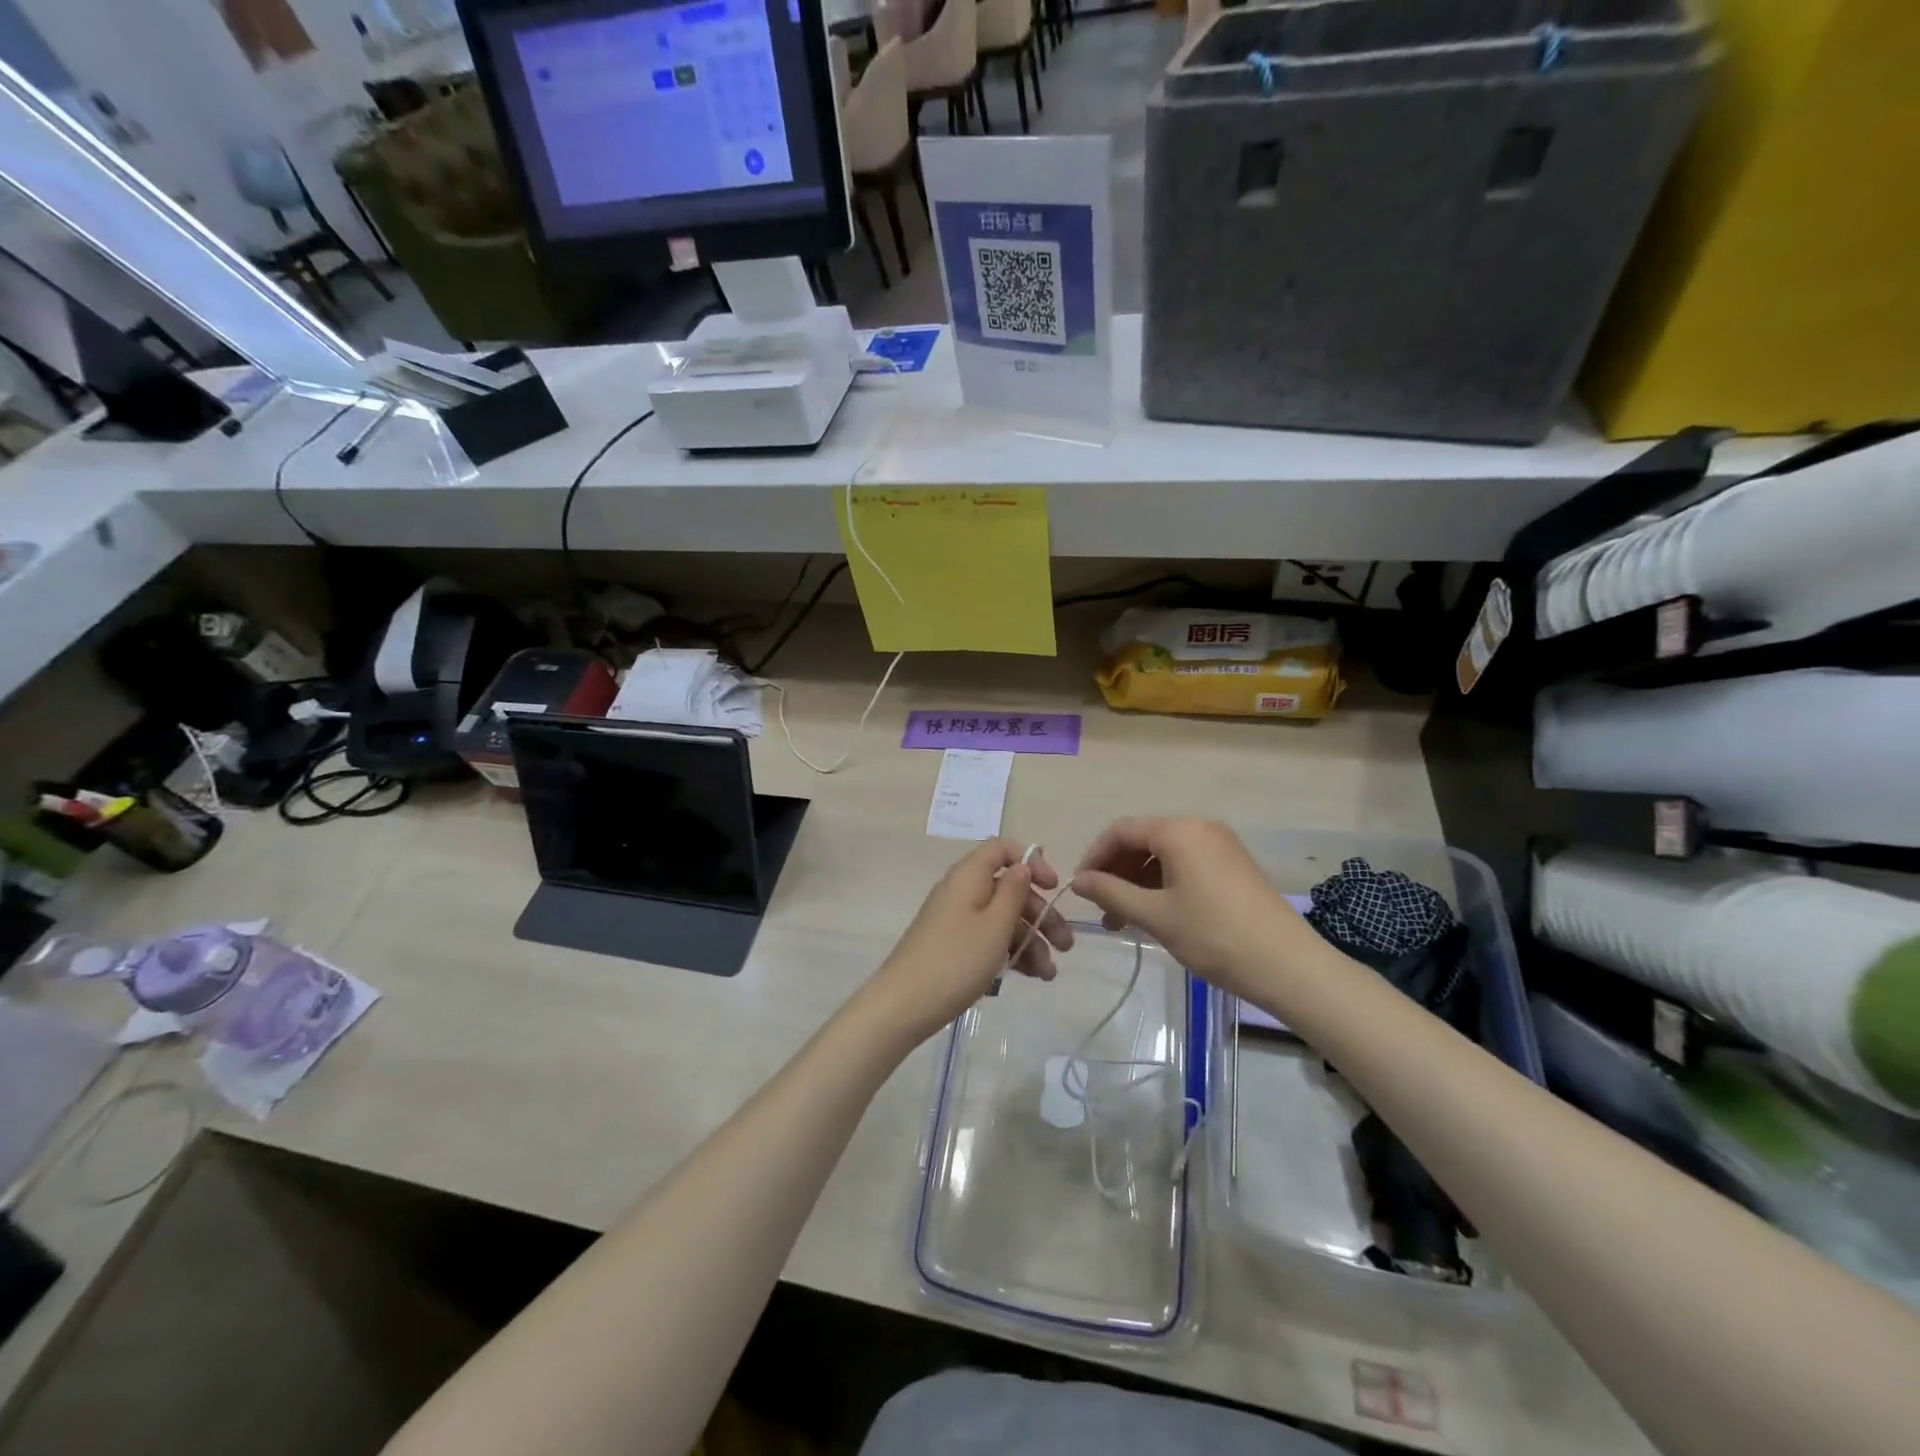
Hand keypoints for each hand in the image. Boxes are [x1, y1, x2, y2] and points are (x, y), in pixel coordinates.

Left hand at [864, 839, 1073, 1044]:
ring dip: (1030, 940)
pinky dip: (1010, 953)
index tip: (1053, 888)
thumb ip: (1013, 892)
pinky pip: (988, 939)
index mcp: (969, 876)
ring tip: (1049, 974)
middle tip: (1066, 945)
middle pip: (1008, 888)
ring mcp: (956, 920)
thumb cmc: (955, 960)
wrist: (902, 1006)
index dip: (1031, 862)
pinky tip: (1032, 976)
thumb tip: (1022, 866)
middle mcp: (962, 891)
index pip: (1002, 849)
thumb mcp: (994, 926)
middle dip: (1040, 914)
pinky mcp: (953, 946)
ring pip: (1002, 918)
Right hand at [1071, 817, 1309, 999]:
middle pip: (1142, 840)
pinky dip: (1162, 884)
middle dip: (1116, 872)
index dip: (1094, 857)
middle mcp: (1200, 828)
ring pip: (1163, 855)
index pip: (1121, 831)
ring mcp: (1220, 845)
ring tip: (1124, 920)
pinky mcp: (1232, 865)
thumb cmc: (1214, 935)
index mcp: (1179, 831)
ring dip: (1137, 882)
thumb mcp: (1155, 915)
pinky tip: (1155, 914)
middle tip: (1102, 910)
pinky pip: (1185, 864)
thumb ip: (1111, 893)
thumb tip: (1079, 881)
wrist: (1288, 965)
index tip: (1079, 889)